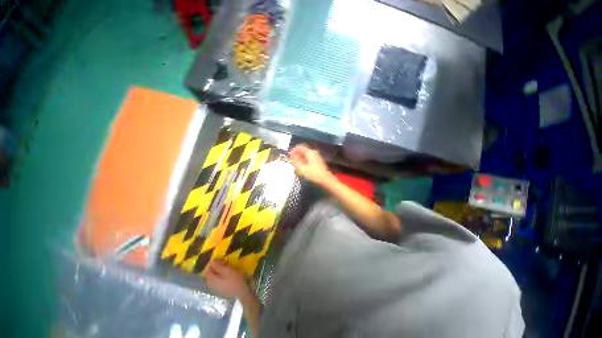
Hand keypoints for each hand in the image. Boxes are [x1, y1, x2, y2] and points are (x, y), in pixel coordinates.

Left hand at [202, 260, 249, 299]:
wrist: (241, 291)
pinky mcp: (220, 289)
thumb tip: (211, 261)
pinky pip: (217, 280)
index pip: (206, 270)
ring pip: (213, 277)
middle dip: (215, 266)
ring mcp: (215, 288)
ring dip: (218, 270)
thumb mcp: (227, 270)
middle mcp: (211, 284)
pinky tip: (226, 273)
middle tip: (223, 261)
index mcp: (211, 280)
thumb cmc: (235, 279)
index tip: (218, 258)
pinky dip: (220, 275)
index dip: (211, 263)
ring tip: (226, 265)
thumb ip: (218, 266)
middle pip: (209, 274)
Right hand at [289, 144, 334, 185]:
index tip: (288, 155)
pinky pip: (309, 159)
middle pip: (303, 150)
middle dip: (296, 154)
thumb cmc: (313, 174)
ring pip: (306, 155)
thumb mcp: (302, 168)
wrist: (325, 180)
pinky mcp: (318, 162)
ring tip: (295, 164)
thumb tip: (290, 156)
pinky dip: (304, 161)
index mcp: (310, 152)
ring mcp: (316, 157)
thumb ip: (295, 161)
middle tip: (291, 160)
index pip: (300, 146)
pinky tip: (301, 167)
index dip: (293, 150)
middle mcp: (313, 152)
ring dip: (300, 158)